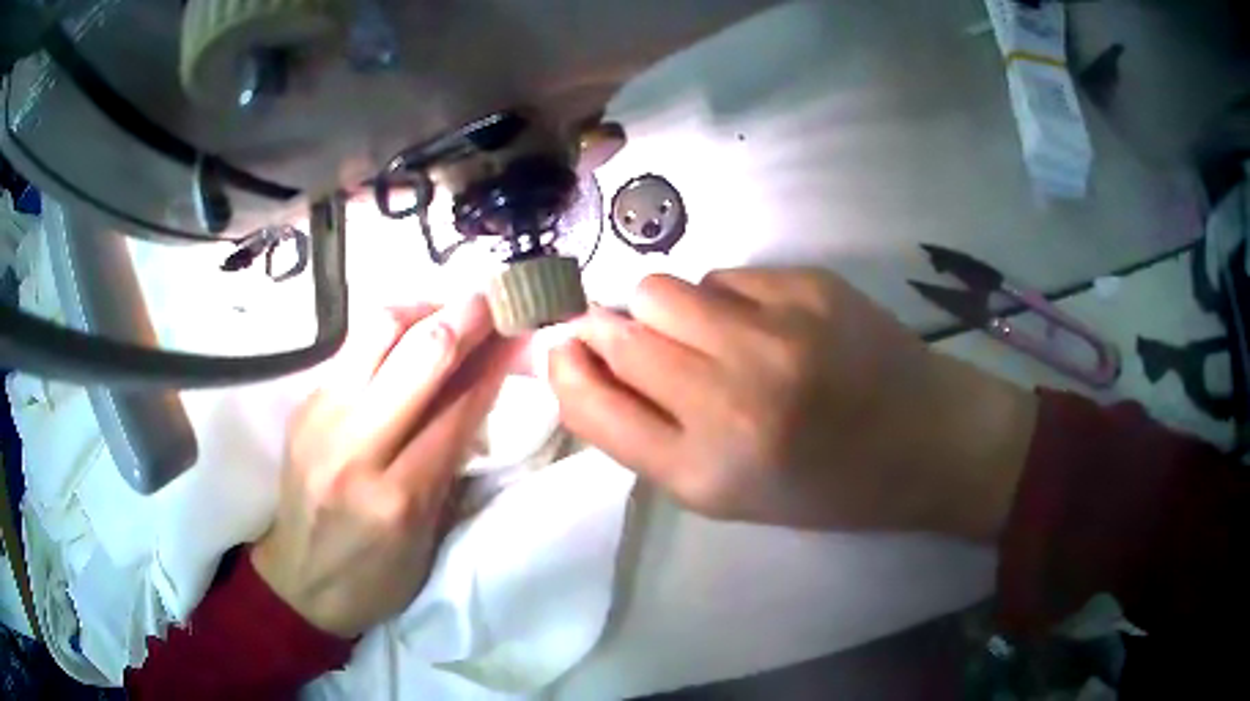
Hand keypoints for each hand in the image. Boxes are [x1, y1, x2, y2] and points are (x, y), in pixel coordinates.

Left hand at [252, 297, 514, 637]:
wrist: (299, 581)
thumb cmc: (375, 576)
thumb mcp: (428, 535)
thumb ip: (453, 460)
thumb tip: (482, 387)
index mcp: (398, 497)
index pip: (458, 408)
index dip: (495, 362)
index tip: (520, 329)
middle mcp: (354, 448)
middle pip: (419, 355)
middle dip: (467, 317)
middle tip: (494, 298)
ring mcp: (320, 418)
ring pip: (377, 331)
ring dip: (423, 310)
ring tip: (449, 310)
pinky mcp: (303, 405)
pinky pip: (352, 349)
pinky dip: (389, 331)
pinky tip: (409, 334)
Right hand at [548, 269, 1036, 540]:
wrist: (928, 440)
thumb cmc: (825, 484)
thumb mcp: (728, 491)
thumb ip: (649, 433)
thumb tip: (585, 361)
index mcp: (707, 471)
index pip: (591, 403)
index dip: (565, 370)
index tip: (568, 354)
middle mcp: (732, 399)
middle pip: (617, 331)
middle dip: (611, 333)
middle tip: (643, 345)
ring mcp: (775, 332)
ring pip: (661, 287)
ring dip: (666, 311)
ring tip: (710, 335)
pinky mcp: (810, 286)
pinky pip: (725, 275)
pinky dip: (726, 298)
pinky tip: (767, 325)